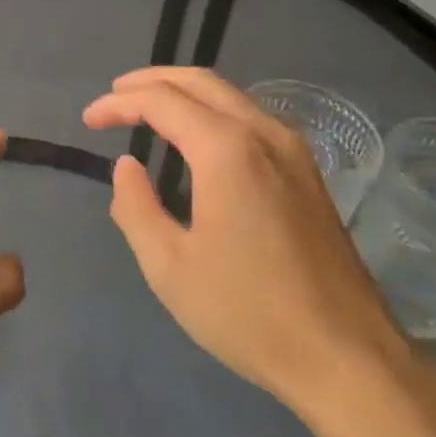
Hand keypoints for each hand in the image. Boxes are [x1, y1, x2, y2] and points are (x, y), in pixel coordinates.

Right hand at [83, 68, 407, 410]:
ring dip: (185, 92)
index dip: (119, 103)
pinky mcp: (308, 171)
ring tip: (149, 109)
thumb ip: (136, 207)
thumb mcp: (169, 268)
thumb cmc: (249, 314)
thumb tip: (127, 166)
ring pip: (230, 94)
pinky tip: (198, 138)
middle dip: (151, 80)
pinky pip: (251, 117)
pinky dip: (214, 111)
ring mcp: (293, 149)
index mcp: (227, 150)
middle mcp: (263, 132)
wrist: (346, 356)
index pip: (162, 100)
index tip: (89, 120)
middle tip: (115, 95)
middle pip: (200, 81)